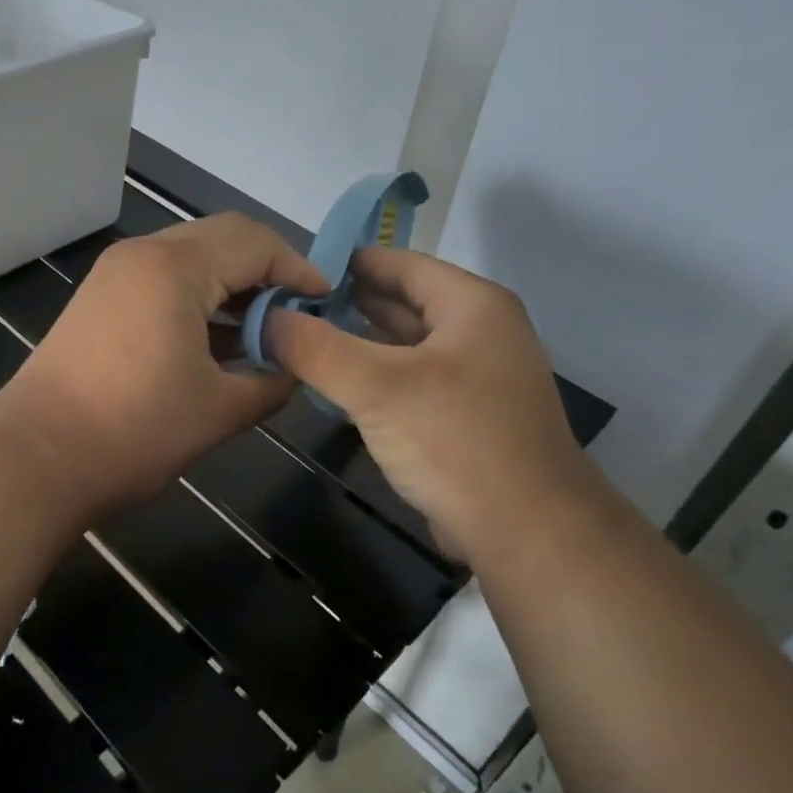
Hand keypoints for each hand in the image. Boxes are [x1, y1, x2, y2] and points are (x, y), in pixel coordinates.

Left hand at [0, 213, 327, 516]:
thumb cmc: (134, 432)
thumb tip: (293, 369)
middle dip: (267, 271)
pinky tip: (218, 340)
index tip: (326, 302)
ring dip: (231, 286)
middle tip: (298, 312)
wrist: (35, 460)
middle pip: (222, 239)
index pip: (255, 242)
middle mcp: (142, 255)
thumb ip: (271, 381)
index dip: (298, 269)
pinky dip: (198, 300)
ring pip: (190, 259)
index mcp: (175, 268)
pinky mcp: (98, 301)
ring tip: (264, 329)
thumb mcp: (219, 410)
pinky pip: (162, 282)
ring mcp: (114, 275)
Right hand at [265, 247, 599, 565]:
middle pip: (404, 302)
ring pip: (407, 345)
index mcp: (472, 305)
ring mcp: (476, 376)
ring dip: (360, 341)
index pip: (401, 263)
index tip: (294, 268)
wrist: (526, 531)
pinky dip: (377, 376)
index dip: (348, 262)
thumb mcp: (377, 387)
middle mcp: (480, 331)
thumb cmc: (455, 441)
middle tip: (289, 305)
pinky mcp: (467, 416)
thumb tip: (265, 319)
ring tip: (303, 339)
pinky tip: (338, 384)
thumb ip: (316, 348)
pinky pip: (412, 381)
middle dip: (348, 302)